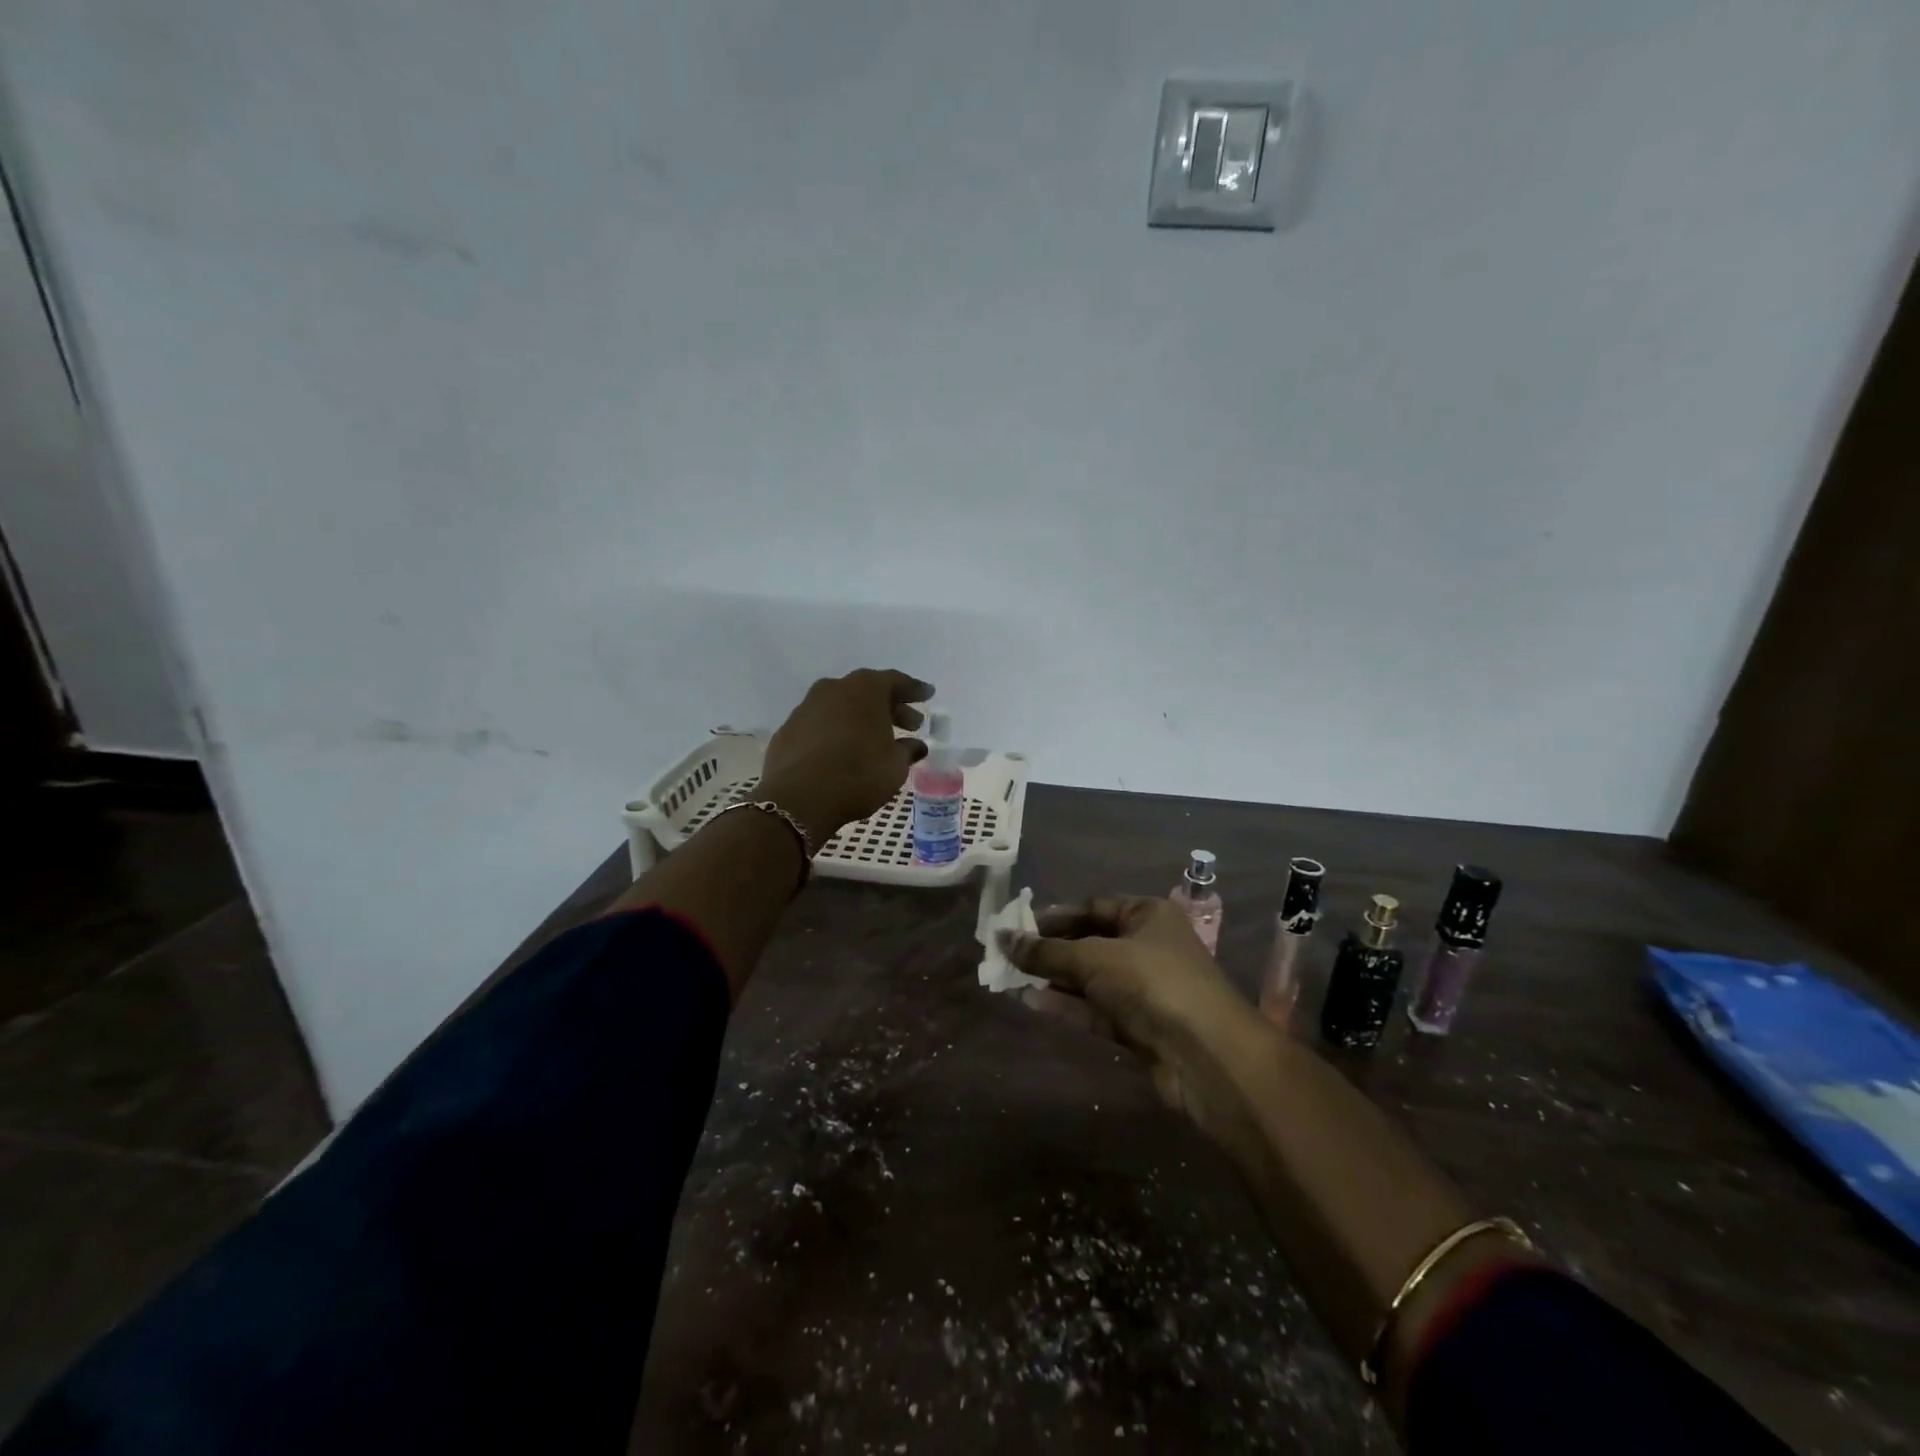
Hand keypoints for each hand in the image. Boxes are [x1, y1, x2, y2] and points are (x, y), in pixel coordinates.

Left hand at [758, 669, 932, 847]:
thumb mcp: (895, 765)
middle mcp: (834, 689)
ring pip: (841, 706)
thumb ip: (907, 750)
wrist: (799, 798)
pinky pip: (821, 725)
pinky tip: (844, 752)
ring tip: (876, 740)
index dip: (914, 690)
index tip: (927, 695)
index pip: (895, 681)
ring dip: (861, 719)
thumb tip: (915, 745)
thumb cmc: (858, 774)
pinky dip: (836, 732)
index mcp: (865, 689)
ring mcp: (806, 708)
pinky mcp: (788, 730)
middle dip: (890, 707)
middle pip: (867, 692)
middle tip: (910, 724)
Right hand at [1003, 897, 1259, 1138]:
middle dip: (1051, 951)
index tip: (1018, 926)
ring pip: (1092, 979)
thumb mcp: (1094, 958)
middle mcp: (1148, 947)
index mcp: (1148, 915)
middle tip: (1010, 955)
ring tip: (1012, 979)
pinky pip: (1097, 1010)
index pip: (1094, 907)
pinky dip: (1068, 1006)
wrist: (1207, 1055)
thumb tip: (1001, 937)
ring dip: (1055, 980)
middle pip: (1091, 942)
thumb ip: (1046, 951)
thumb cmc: (1152, 983)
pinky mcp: (1140, 1026)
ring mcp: (1146, 989)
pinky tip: (1033, 1003)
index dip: (1055, 916)